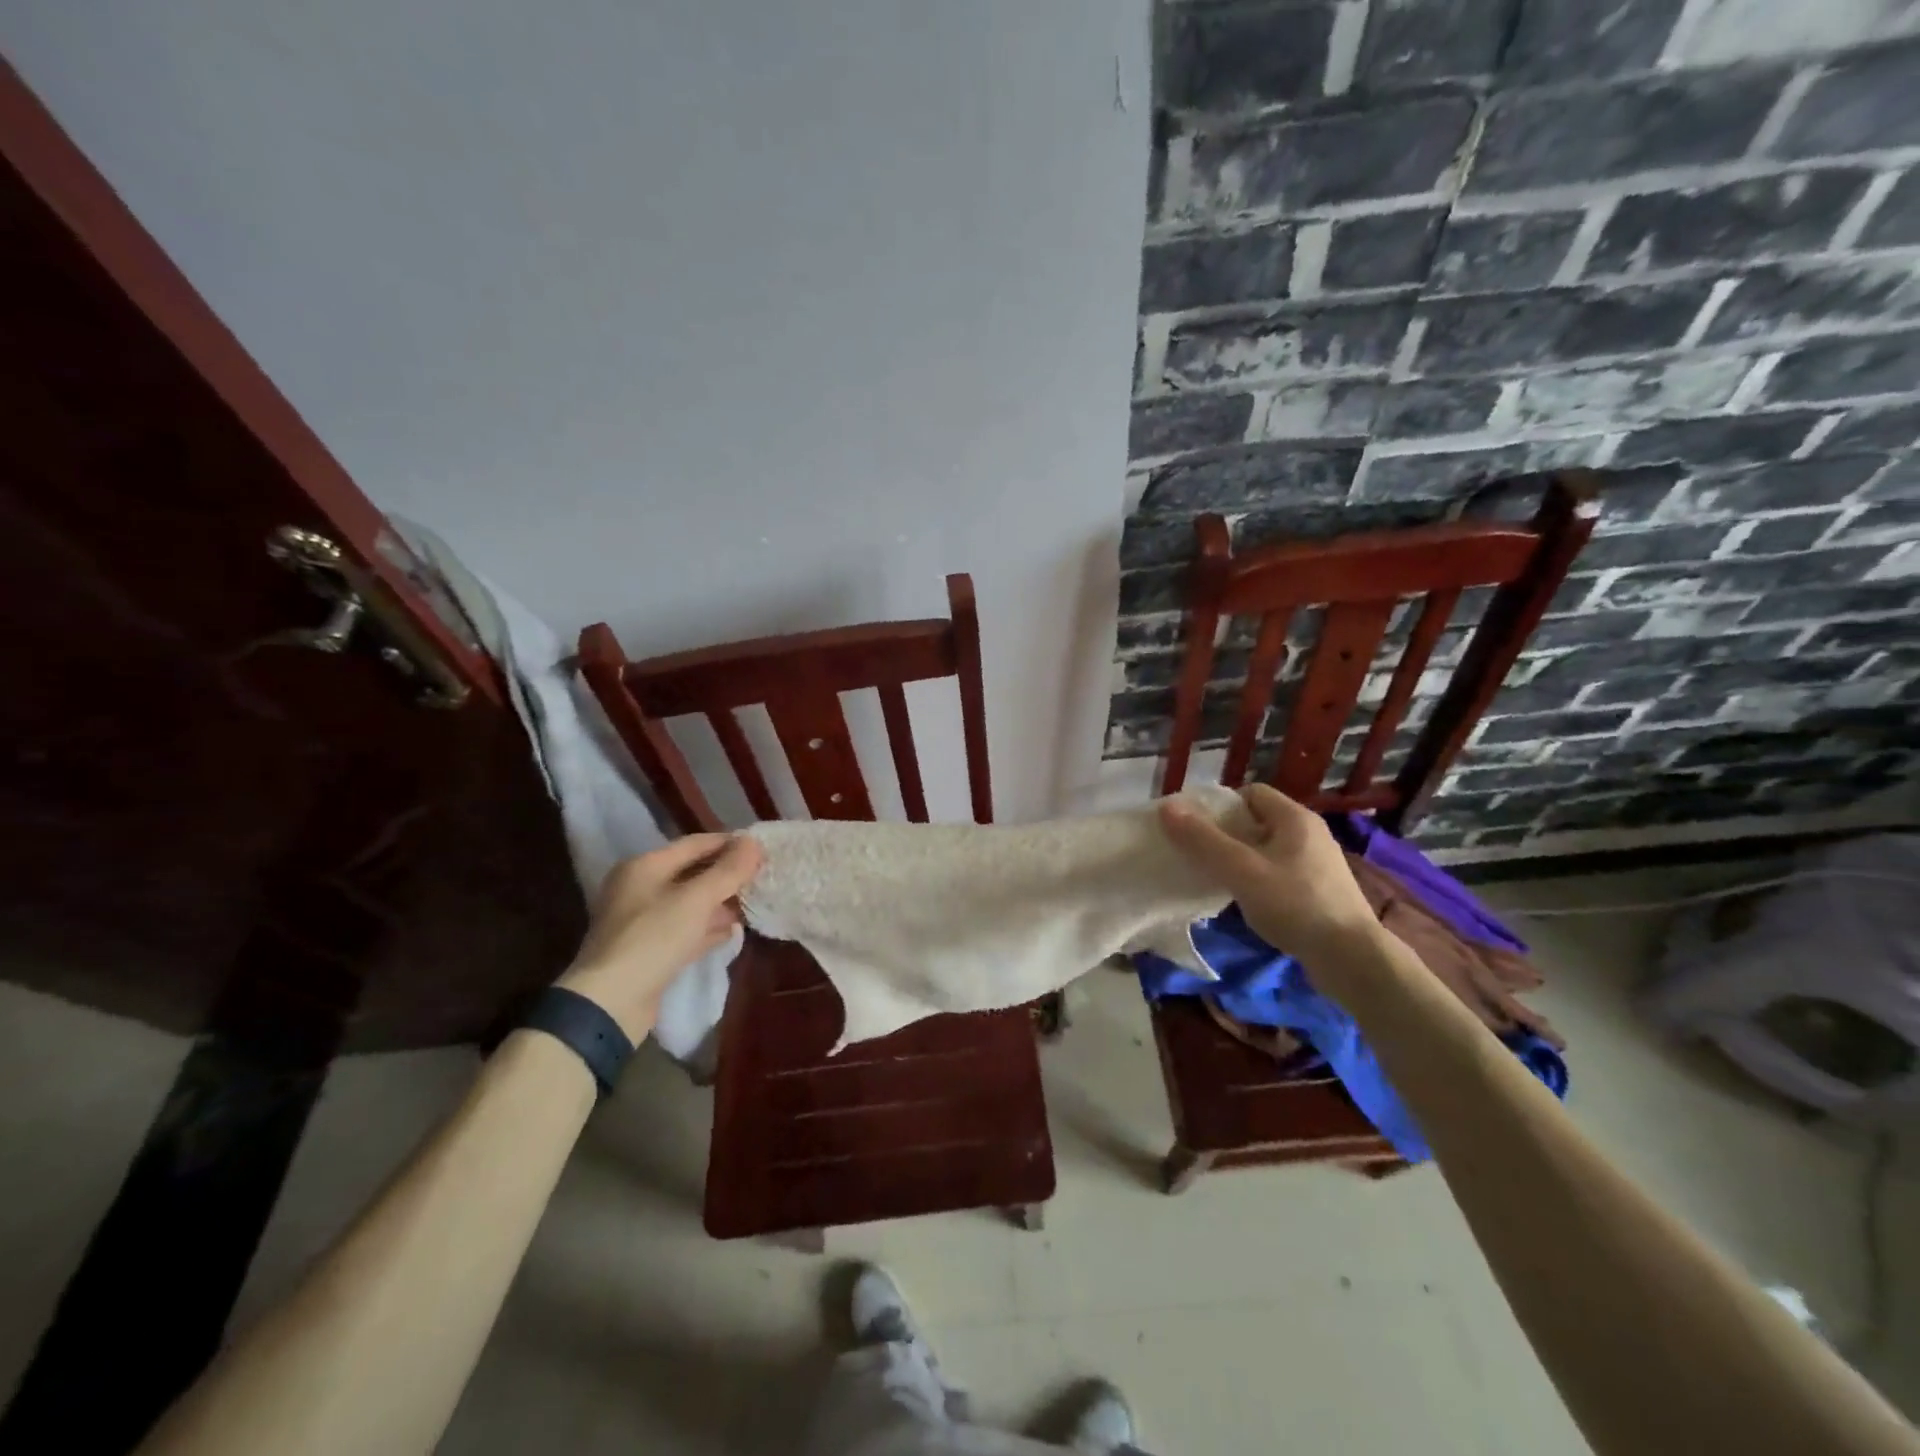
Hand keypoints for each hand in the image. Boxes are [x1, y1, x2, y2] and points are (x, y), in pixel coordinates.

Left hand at [557, 835, 763, 1040]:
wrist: (611, 1003)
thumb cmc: (653, 938)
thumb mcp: (696, 900)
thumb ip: (728, 871)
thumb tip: (754, 842)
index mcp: (644, 867)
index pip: (694, 844)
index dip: (729, 843)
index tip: (760, 848)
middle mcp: (640, 889)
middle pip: (692, 873)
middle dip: (726, 875)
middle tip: (761, 876)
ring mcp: (643, 922)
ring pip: (690, 903)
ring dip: (720, 902)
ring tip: (752, 903)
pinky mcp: (649, 951)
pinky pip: (685, 930)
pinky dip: (707, 928)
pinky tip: (732, 931)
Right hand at [1158, 785, 1383, 1001]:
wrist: (1352, 959)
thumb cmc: (1295, 904)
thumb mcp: (1241, 870)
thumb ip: (1202, 840)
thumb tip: (1166, 808)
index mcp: (1295, 818)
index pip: (1250, 793)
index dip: (1220, 806)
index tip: (1196, 829)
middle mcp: (1310, 833)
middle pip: (1257, 821)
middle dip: (1226, 835)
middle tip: (1200, 855)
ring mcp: (1318, 863)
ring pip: (1267, 849)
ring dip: (1241, 860)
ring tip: (1218, 880)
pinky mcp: (1321, 891)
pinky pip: (1279, 873)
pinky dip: (1258, 880)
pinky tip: (1246, 901)